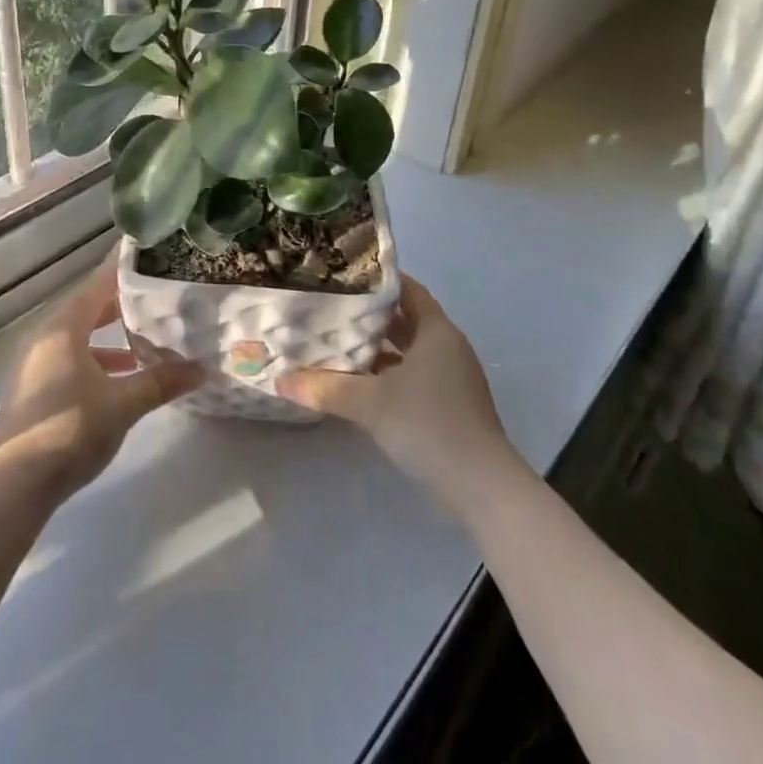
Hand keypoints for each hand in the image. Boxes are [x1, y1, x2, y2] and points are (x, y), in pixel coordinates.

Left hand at [0, 254, 202, 502]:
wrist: (15, 484)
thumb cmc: (71, 428)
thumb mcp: (123, 403)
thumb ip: (160, 382)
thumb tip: (200, 369)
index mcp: (63, 328)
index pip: (98, 284)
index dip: (123, 269)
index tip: (148, 254)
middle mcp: (45, 337)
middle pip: (88, 309)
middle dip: (122, 305)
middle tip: (157, 297)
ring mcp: (35, 364)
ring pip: (79, 337)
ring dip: (110, 338)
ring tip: (146, 342)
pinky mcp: (34, 389)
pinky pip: (70, 359)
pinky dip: (97, 360)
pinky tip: (121, 379)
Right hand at [279, 276, 518, 506]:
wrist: (482, 488)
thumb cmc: (428, 425)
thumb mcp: (370, 403)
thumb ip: (325, 388)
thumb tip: (280, 380)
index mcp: (436, 331)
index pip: (407, 289)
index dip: (377, 280)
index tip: (343, 275)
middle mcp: (447, 347)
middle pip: (405, 319)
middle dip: (370, 315)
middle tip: (330, 307)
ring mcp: (452, 377)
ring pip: (408, 350)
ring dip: (377, 347)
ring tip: (336, 341)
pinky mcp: (449, 404)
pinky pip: (413, 374)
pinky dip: (388, 373)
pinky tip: (359, 382)